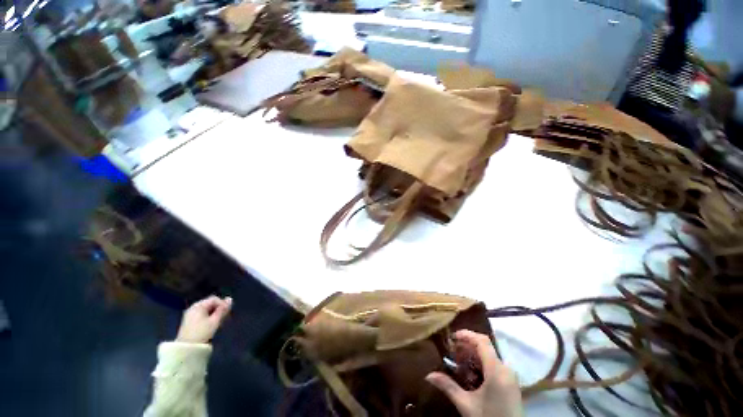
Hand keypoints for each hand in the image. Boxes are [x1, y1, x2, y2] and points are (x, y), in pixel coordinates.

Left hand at [176, 296, 232, 343]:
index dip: (222, 304)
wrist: (188, 346)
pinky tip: (209, 328)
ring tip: (218, 325)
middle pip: (208, 304)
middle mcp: (193, 307)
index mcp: (199, 305)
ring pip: (204, 311)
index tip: (229, 314)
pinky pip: (200, 316)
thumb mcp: (214, 322)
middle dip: (218, 311)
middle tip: (225, 321)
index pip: (213, 299)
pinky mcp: (188, 321)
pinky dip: (207, 319)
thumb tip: (230, 299)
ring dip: (213, 315)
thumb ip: (222, 311)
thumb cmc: (202, 333)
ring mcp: (190, 314)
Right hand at [426, 330, 521, 416]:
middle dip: (469, 347)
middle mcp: (506, 368)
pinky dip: (483, 365)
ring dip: (475, 357)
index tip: (452, 335)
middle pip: (488, 349)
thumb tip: (429, 375)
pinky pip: (496, 367)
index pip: (483, 343)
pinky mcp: (510, 382)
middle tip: (450, 350)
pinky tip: (471, 374)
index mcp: (496, 370)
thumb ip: (448, 387)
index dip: (468, 335)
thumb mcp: (465, 403)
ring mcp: (510, 375)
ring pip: (492, 358)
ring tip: (458, 361)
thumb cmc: (487, 415)